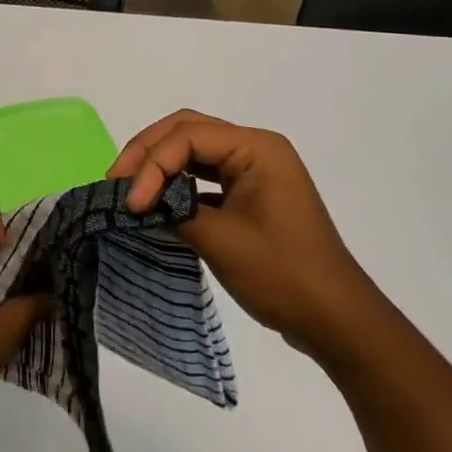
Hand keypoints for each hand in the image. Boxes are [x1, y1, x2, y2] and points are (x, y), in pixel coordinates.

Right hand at [108, 110, 375, 359]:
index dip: (151, 165)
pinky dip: (175, 183)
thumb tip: (136, 203)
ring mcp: (254, 170)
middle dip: (147, 153)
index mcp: (257, 147)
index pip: (187, 136)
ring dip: (158, 166)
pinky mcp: (249, 193)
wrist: (336, 320)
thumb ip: (174, 210)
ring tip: (127, 189)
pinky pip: (203, 174)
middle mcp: (255, 148)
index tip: (130, 204)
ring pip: (192, 150)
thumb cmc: (283, 275)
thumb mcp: (221, 240)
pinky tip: (155, 202)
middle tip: (115, 181)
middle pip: (186, 131)